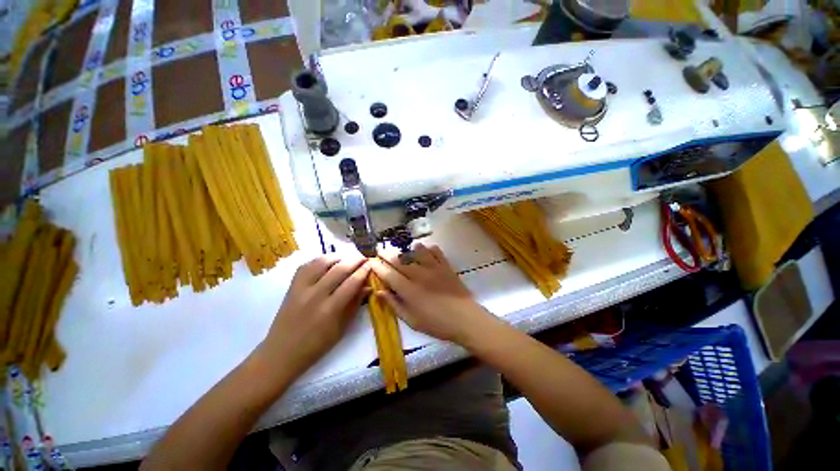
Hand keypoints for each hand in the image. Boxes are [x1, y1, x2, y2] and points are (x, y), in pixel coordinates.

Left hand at [259, 254, 370, 378]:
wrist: (282, 352)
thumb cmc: (317, 345)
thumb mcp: (342, 328)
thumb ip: (355, 304)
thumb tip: (368, 286)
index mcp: (330, 309)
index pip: (352, 282)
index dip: (364, 271)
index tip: (371, 264)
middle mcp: (316, 295)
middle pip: (339, 269)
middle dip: (355, 260)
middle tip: (363, 258)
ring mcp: (301, 288)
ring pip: (322, 262)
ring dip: (338, 257)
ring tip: (347, 259)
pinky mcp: (292, 286)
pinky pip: (307, 265)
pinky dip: (320, 260)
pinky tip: (329, 262)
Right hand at [370, 244, 494, 344]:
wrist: (465, 319)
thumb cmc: (437, 324)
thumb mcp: (412, 320)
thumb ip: (394, 305)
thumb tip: (379, 292)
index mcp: (409, 290)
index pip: (389, 274)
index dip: (378, 267)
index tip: (371, 261)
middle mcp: (419, 275)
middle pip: (399, 260)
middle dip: (387, 253)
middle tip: (380, 248)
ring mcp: (434, 268)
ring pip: (416, 252)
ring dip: (407, 249)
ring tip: (402, 248)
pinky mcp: (446, 266)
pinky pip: (435, 252)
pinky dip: (429, 248)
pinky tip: (425, 249)